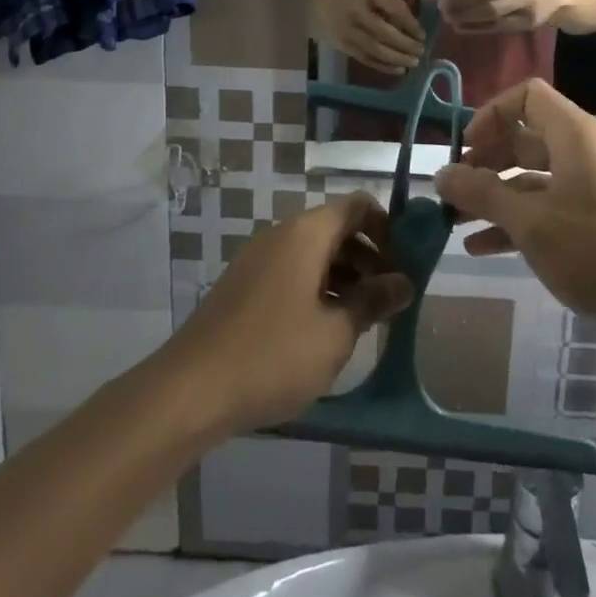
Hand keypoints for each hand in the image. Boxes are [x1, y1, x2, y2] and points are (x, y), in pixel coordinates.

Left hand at [163, 192, 411, 436]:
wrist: (189, 391)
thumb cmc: (272, 355)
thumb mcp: (335, 333)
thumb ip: (373, 302)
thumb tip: (404, 283)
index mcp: (306, 233)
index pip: (358, 206)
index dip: (389, 228)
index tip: (406, 265)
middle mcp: (281, 235)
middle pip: (337, 229)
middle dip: (370, 257)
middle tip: (392, 298)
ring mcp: (258, 260)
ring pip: (315, 254)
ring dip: (346, 277)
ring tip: (364, 320)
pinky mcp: (244, 287)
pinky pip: (292, 273)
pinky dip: (318, 289)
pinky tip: (326, 331)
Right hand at [313, 0, 425, 73]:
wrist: (315, 0)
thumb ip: (390, 6)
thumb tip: (414, 30)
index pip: (395, 9)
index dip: (411, 23)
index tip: (423, 34)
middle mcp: (357, 12)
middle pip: (384, 32)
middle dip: (405, 44)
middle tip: (421, 52)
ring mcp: (348, 31)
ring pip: (375, 49)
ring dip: (397, 58)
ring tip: (413, 63)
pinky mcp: (343, 46)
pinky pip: (366, 59)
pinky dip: (384, 66)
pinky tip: (399, 70)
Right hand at [433, 80, 595, 337]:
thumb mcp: (530, 222)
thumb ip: (482, 194)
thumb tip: (440, 175)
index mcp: (574, 134)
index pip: (527, 96)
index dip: (491, 114)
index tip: (464, 148)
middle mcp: (584, 150)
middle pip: (525, 139)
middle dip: (484, 162)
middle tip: (452, 190)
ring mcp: (592, 185)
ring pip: (533, 177)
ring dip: (494, 196)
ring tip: (455, 222)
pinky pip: (548, 205)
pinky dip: (517, 219)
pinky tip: (481, 247)